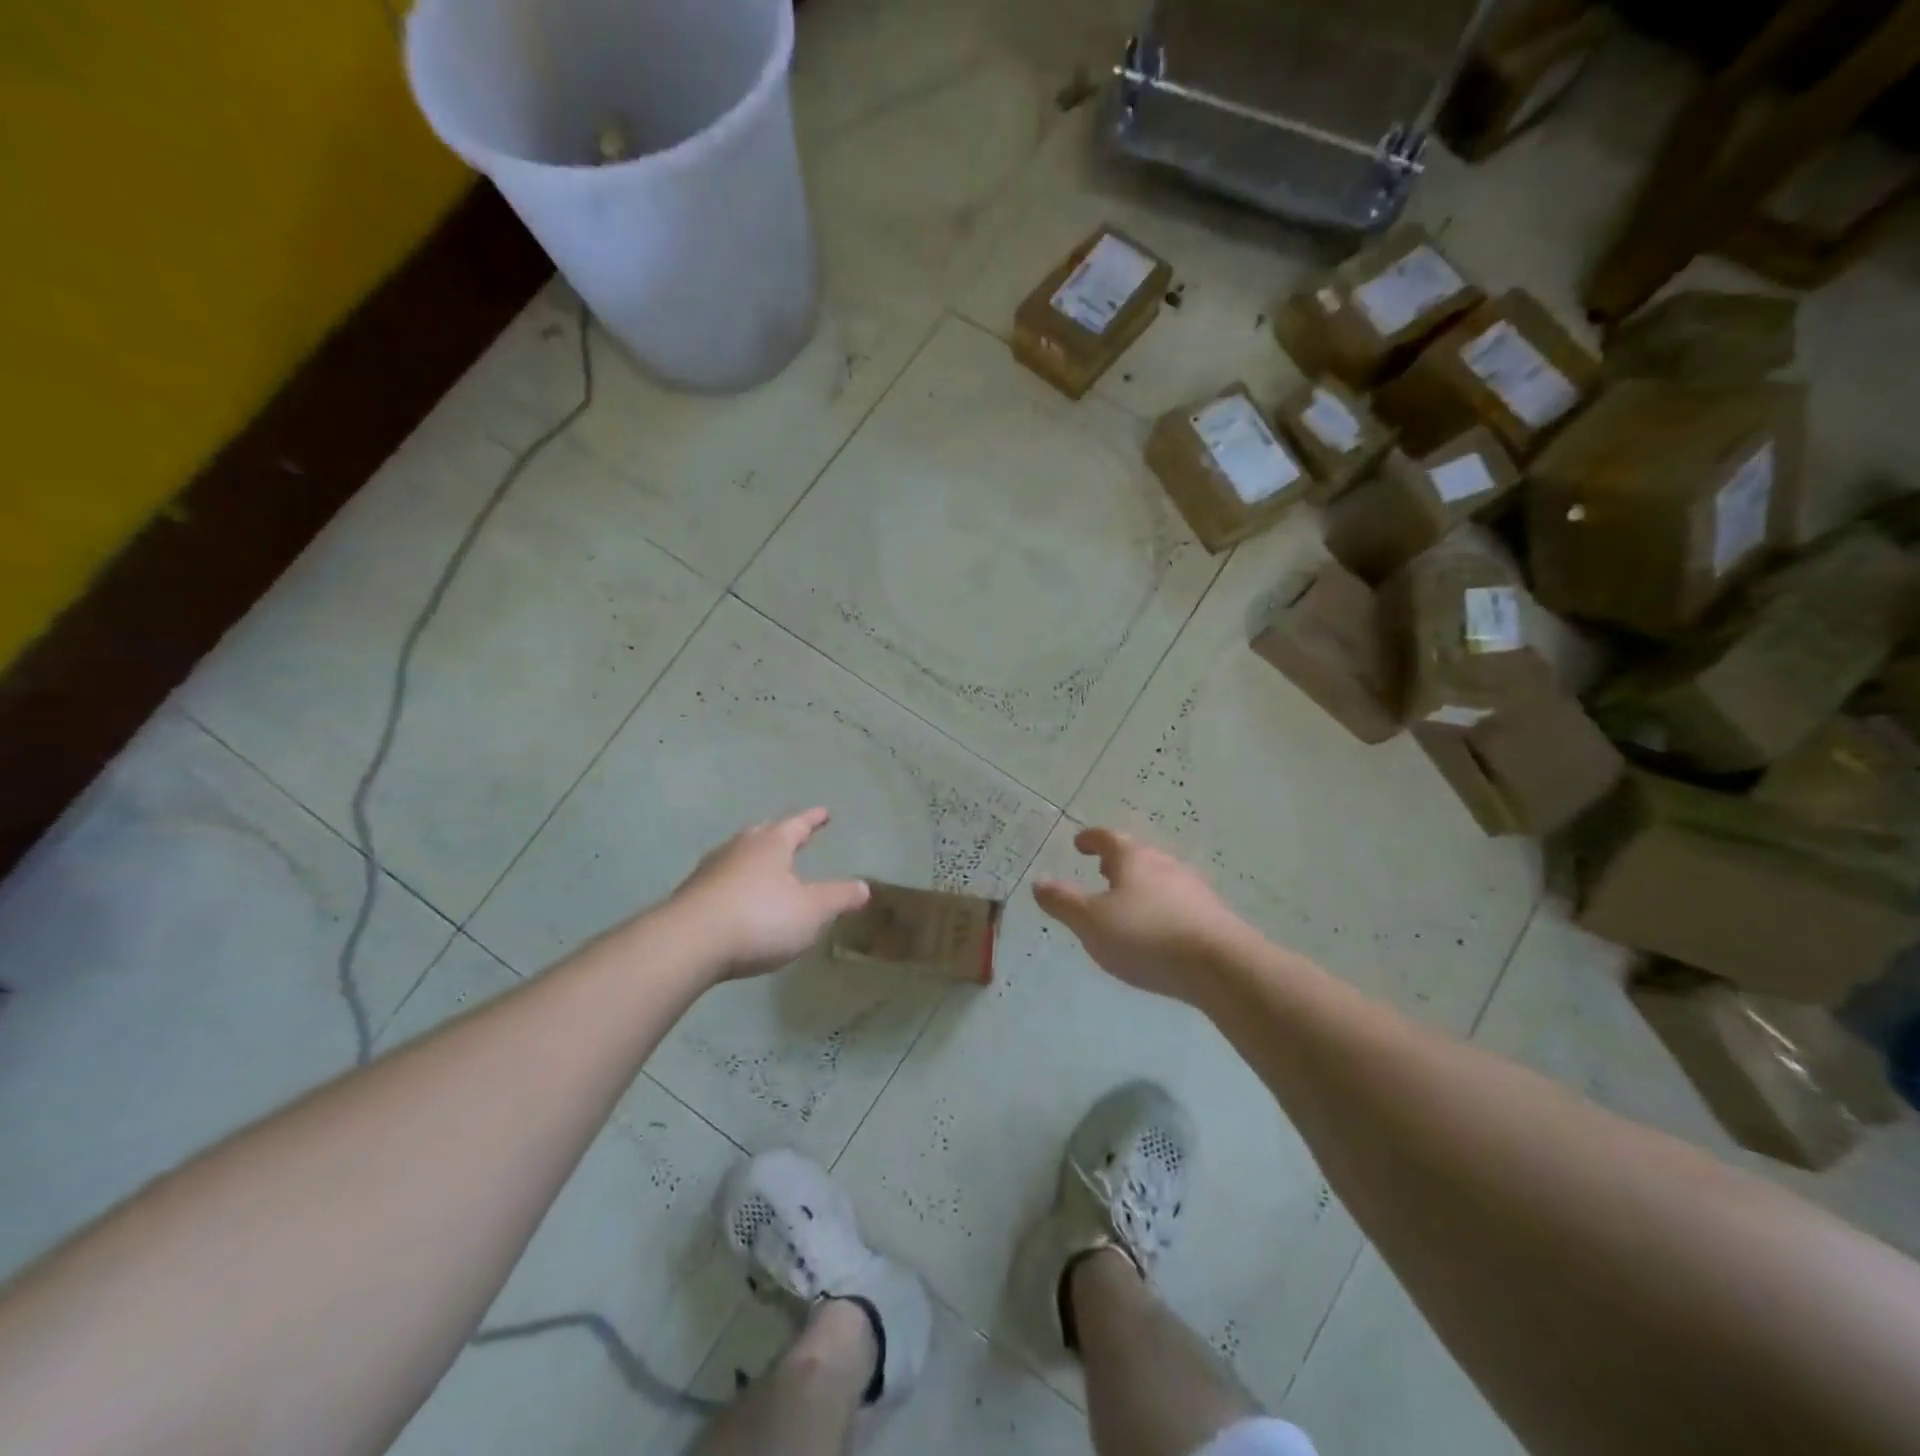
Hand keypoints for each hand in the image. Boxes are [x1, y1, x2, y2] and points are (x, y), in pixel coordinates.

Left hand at [668, 809, 870, 980]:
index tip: (824, 813)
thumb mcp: (812, 910)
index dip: (813, 820)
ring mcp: (710, 871)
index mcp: (771, 844)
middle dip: (779, 834)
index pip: (797, 825)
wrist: (689, 943)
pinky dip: (735, 884)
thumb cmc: (760, 918)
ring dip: (753, 859)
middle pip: (762, 834)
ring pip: (738, 856)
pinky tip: (737, 900)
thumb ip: (839, 897)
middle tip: (791, 835)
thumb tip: (864, 887)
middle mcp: (739, 849)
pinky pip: (721, 881)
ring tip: (764, 867)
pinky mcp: (691, 897)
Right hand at [1033, 827, 1250, 1002]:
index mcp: (1133, 859)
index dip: (1090, 839)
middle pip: (1137, 855)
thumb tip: (1039, 881)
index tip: (1079, 842)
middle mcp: (1164, 864)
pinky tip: (1157, 929)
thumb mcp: (1091, 922)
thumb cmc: (1146, 936)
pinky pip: (1176, 902)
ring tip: (1126, 902)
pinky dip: (1160, 907)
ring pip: (1159, 878)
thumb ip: (1063, 902)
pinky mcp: (1211, 915)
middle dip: (1117, 862)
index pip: (1107, 838)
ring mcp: (1192, 888)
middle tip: (1101, 871)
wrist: (1221, 965)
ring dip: (1140, 885)